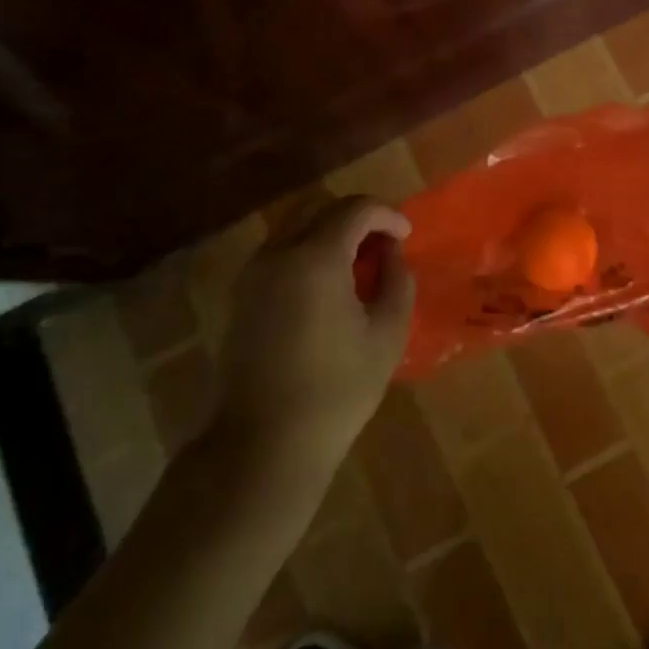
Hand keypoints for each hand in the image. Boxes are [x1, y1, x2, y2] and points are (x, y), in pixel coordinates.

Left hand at [206, 196, 414, 482]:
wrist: (265, 442)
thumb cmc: (337, 389)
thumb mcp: (387, 334)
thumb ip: (397, 281)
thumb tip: (391, 254)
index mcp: (315, 257)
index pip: (355, 209)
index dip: (387, 215)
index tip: (406, 236)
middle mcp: (278, 253)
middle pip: (320, 207)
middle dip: (357, 217)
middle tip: (384, 244)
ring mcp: (253, 273)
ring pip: (296, 226)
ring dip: (330, 231)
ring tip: (358, 264)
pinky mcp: (241, 295)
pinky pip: (280, 251)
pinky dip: (308, 250)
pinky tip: (328, 284)